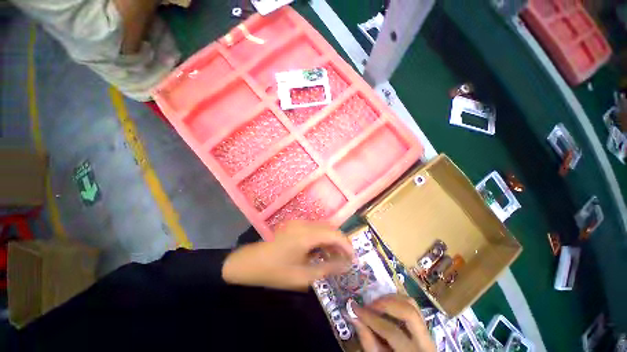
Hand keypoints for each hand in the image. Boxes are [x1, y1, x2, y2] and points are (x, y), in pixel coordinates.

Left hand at [222, 221, 352, 290]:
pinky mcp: (295, 224)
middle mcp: (304, 224)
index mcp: (306, 235)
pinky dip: (322, 238)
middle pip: (330, 228)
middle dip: (340, 242)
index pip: (334, 234)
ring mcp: (298, 222)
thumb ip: (327, 268)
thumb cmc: (276, 272)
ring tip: (335, 256)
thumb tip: (346, 265)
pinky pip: (314, 228)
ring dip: (331, 239)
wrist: (250, 263)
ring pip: (323, 227)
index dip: (346, 244)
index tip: (353, 258)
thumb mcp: (303, 276)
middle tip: (345, 259)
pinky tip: (321, 250)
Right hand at [351, 295, 435, 351]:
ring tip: (375, 303)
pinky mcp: (424, 324)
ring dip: (391, 299)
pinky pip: (412, 305)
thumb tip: (353, 316)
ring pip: (411, 304)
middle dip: (385, 303)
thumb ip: (368, 341)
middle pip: (408, 311)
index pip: (392, 332)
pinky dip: (397, 300)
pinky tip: (385, 304)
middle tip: (368, 305)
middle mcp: (426, 341)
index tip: (355, 308)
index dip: (371, 318)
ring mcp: (427, 330)